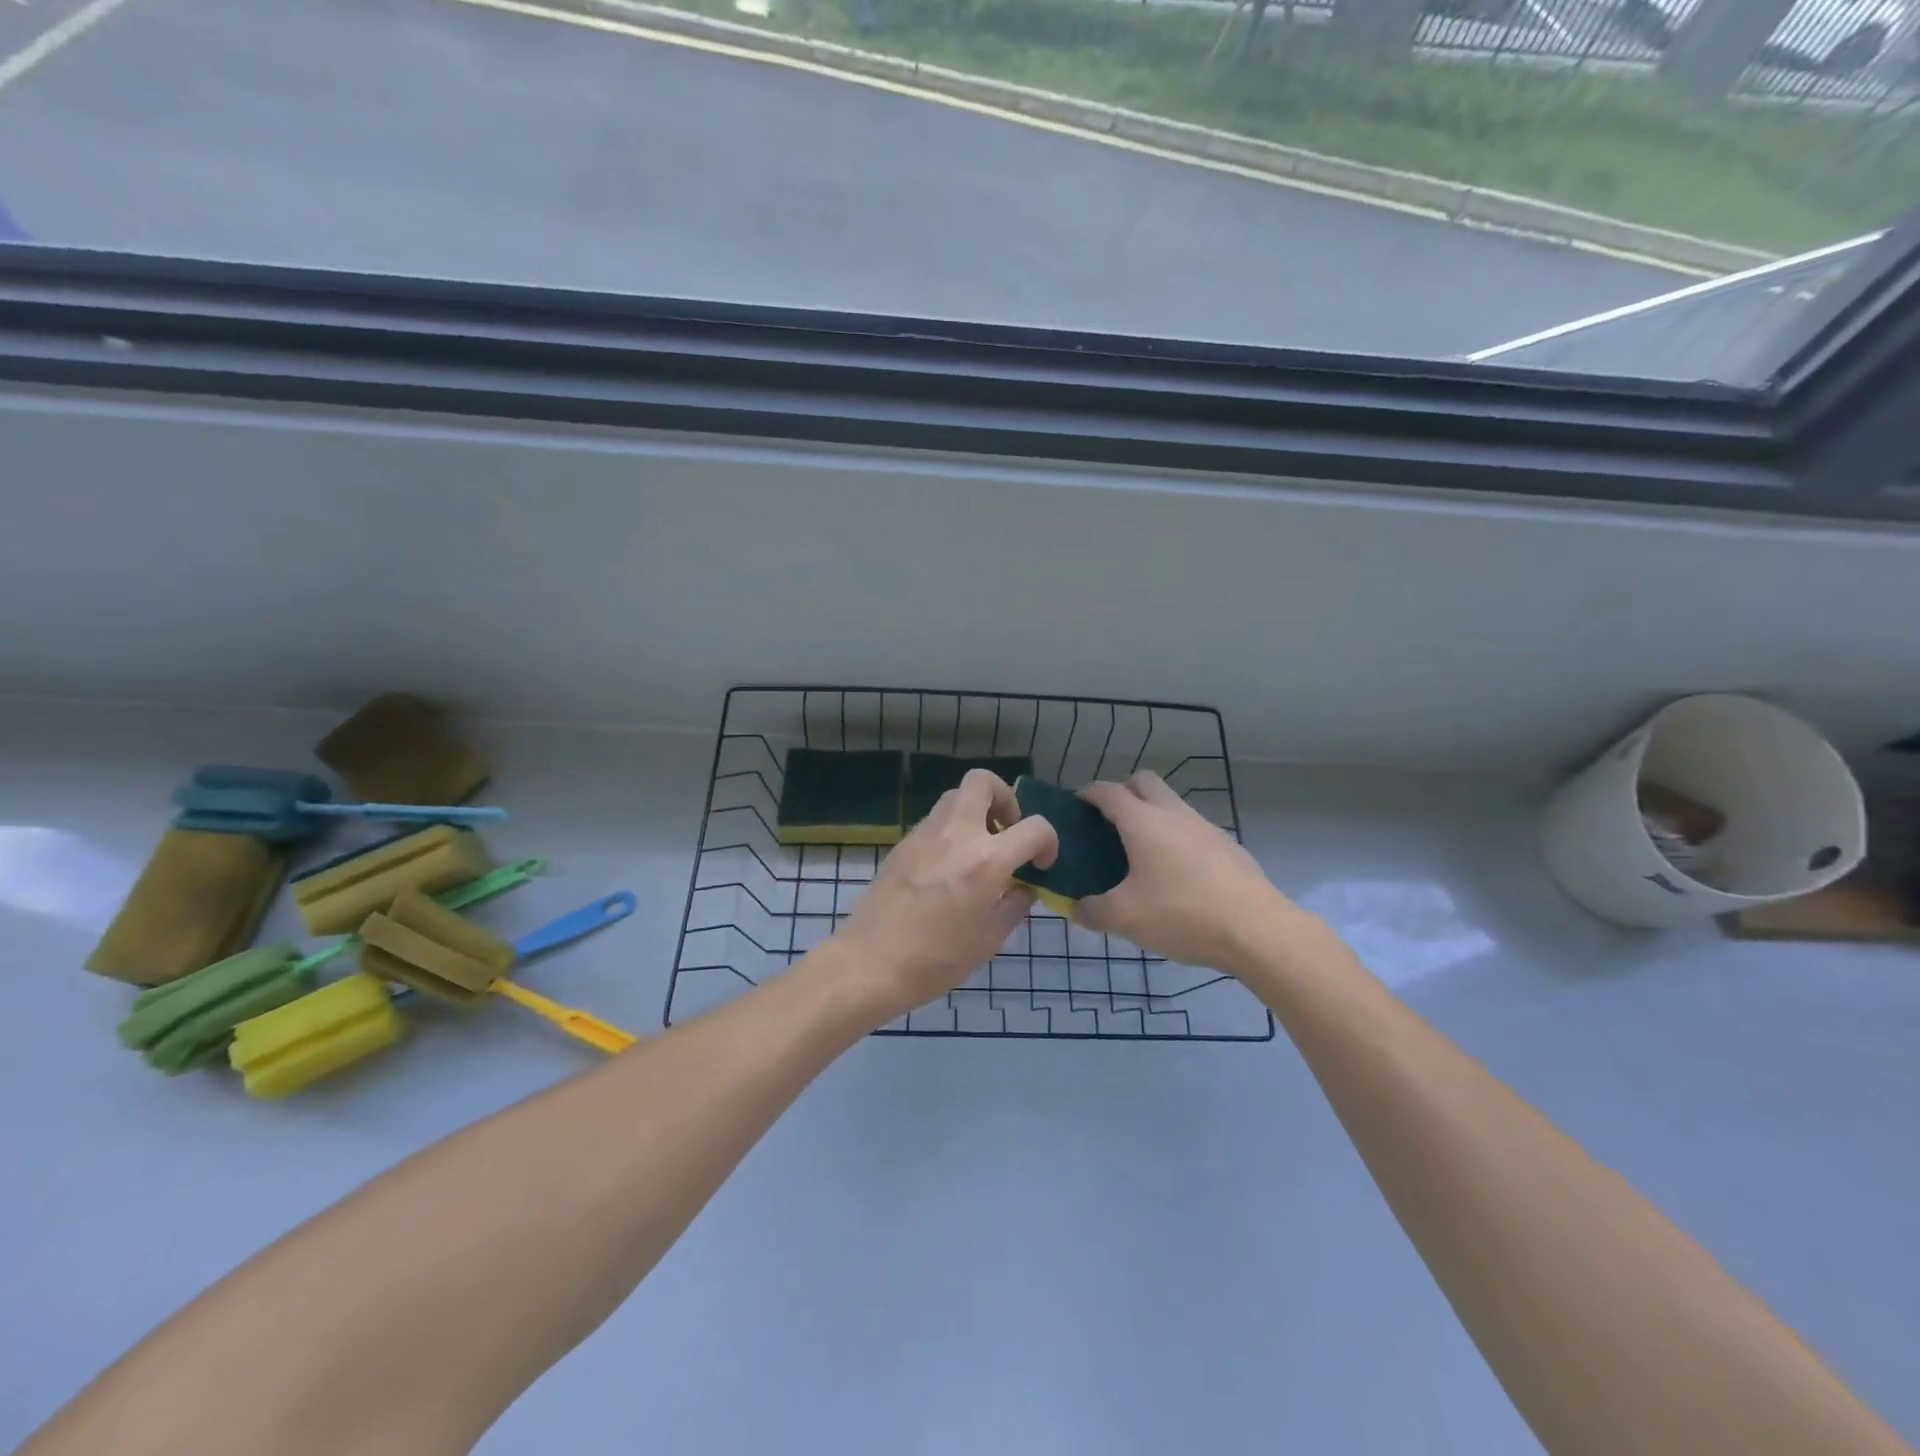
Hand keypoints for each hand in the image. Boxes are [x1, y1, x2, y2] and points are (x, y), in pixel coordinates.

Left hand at [832, 770, 1058, 1023]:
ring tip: (980, 849)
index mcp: (986, 860)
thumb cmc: (936, 959)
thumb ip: (1014, 905)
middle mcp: (956, 834)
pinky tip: (950, 866)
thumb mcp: (989, 940)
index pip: (1035, 827)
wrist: (871, 962)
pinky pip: (935, 820)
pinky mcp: (903, 843)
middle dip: (1005, 798)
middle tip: (1007, 831)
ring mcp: (925, 834)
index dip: (1049, 842)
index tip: (1041, 865)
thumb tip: (1024, 887)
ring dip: (976, 812)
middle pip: (982, 782)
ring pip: (956, 796)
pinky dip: (952, 830)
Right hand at [1077, 771, 1300, 975]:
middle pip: (1144, 782)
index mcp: (1143, 822)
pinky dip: (1176, 839)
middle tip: (1108, 824)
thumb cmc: (1183, 914)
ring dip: (1152, 816)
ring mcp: (1206, 827)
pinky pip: (1193, 830)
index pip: (1108, 791)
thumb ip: (1092, 912)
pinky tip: (1176, 876)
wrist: (1258, 930)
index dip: (1088, 793)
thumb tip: (1075, 909)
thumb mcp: (1126, 919)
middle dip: (1122, 792)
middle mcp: (1174, 814)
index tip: (1076, 806)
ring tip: (1140, 854)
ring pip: (1172, 804)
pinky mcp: (1228, 846)